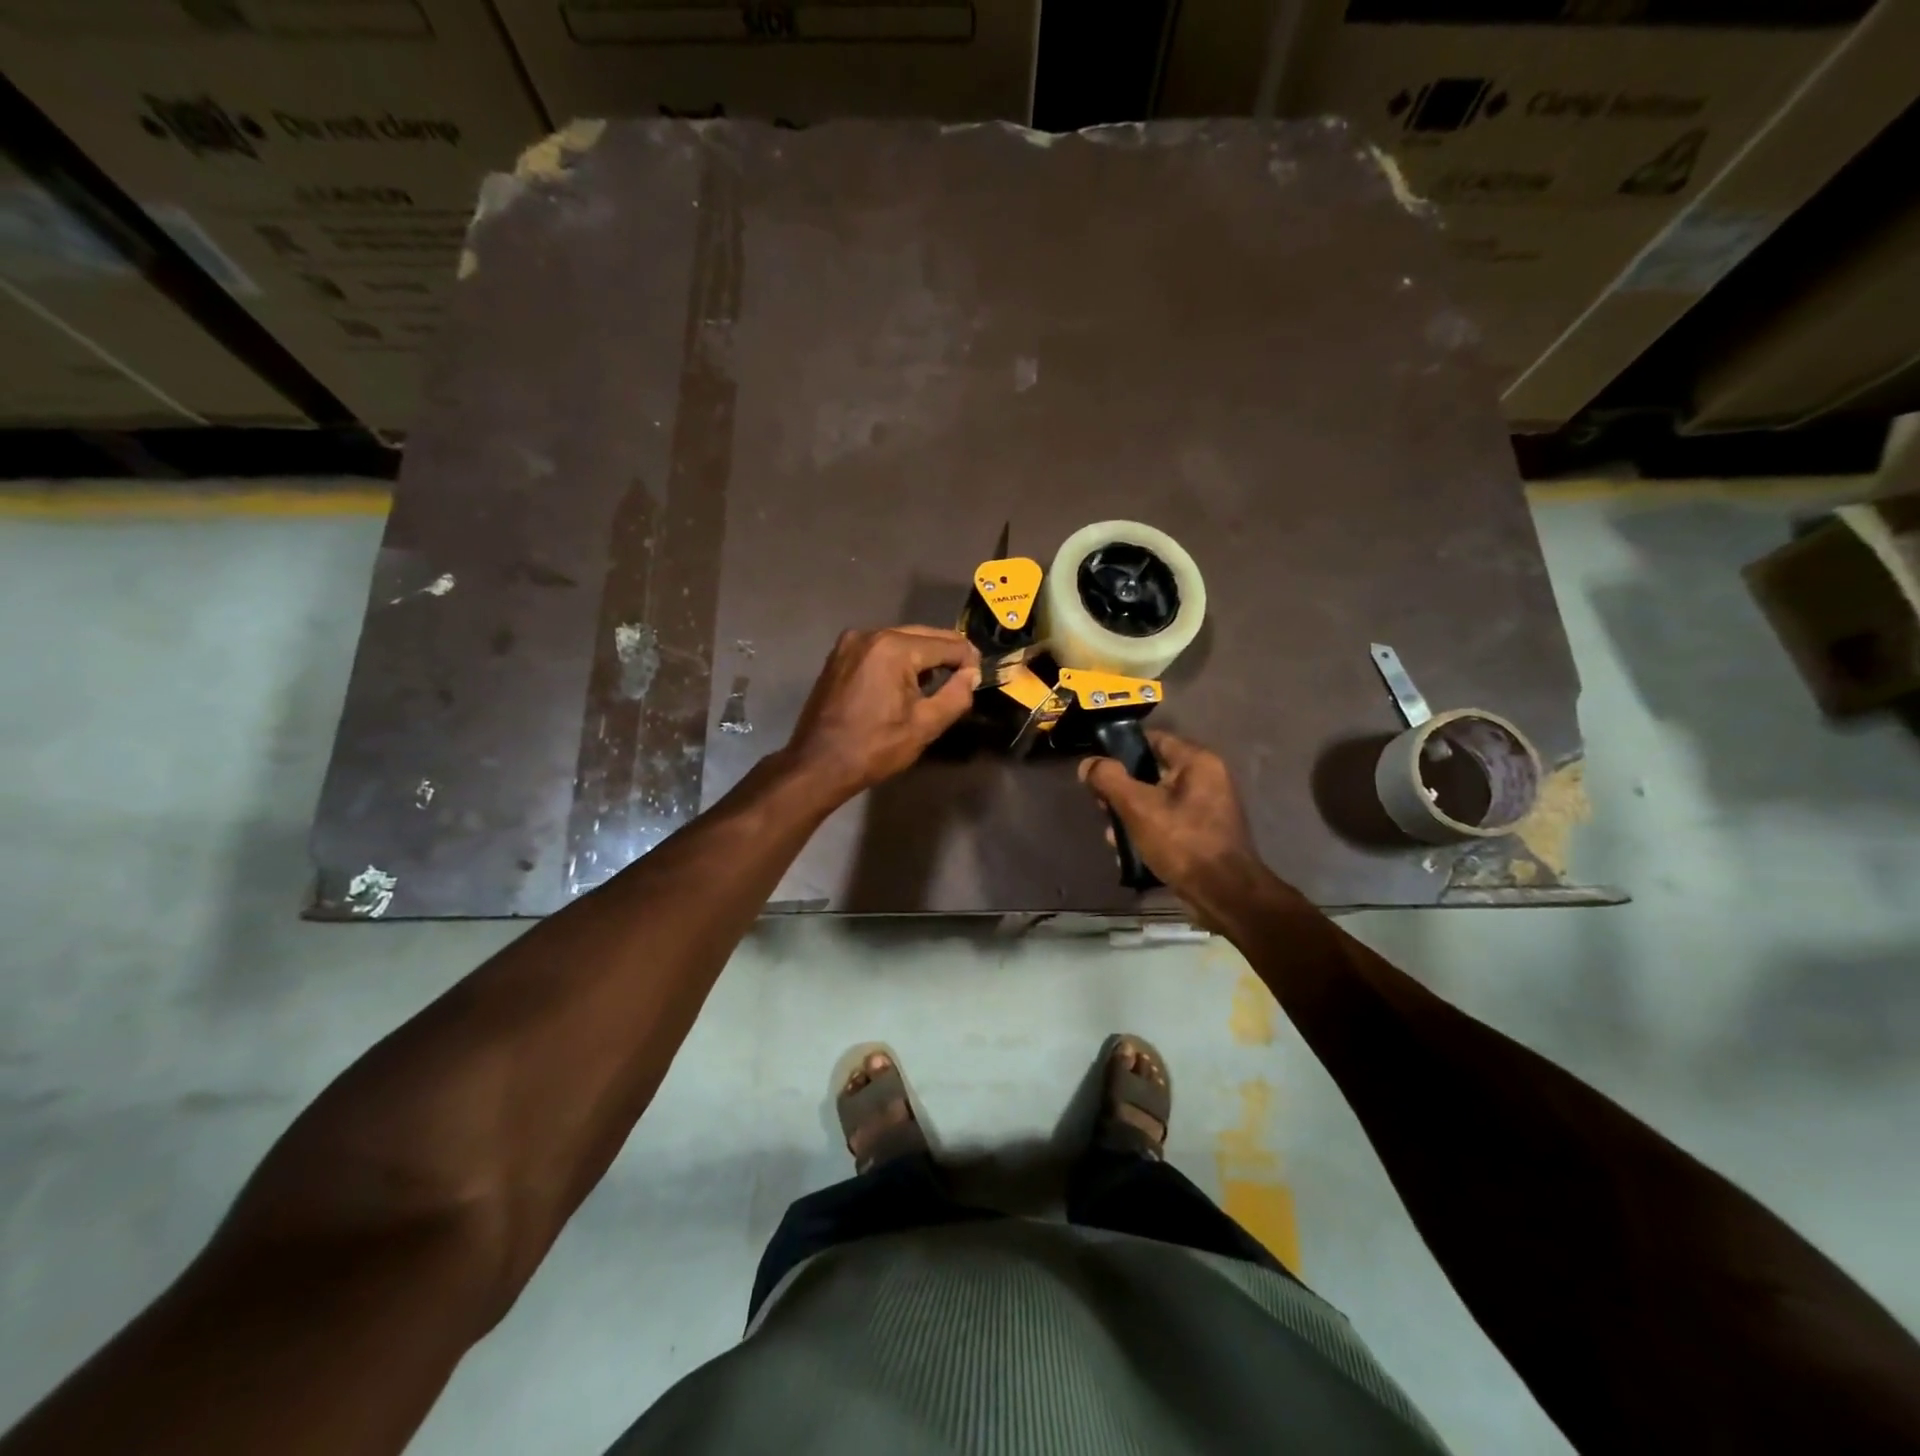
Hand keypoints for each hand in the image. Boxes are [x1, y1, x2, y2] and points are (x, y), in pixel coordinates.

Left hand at [783, 627, 980, 802]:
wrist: (818, 764)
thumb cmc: (875, 748)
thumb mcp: (925, 725)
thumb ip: (956, 695)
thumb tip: (971, 674)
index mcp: (894, 648)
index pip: (948, 644)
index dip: (969, 660)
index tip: (978, 678)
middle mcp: (871, 634)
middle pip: (924, 635)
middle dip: (947, 654)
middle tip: (965, 676)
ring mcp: (851, 642)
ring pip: (902, 639)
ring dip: (923, 656)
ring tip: (937, 682)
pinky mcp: (839, 654)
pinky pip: (880, 648)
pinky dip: (898, 659)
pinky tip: (905, 681)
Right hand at [1078, 730, 1263, 902]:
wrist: (1223, 894)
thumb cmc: (1182, 842)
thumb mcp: (1137, 807)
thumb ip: (1109, 779)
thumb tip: (1088, 764)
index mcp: (1198, 762)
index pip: (1153, 740)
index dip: (1121, 749)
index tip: (1097, 768)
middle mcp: (1208, 779)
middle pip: (1152, 772)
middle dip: (1122, 790)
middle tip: (1101, 807)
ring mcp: (1208, 809)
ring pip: (1157, 801)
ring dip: (1131, 815)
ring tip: (1113, 835)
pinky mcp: (1204, 834)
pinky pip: (1169, 823)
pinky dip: (1149, 832)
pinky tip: (1129, 851)